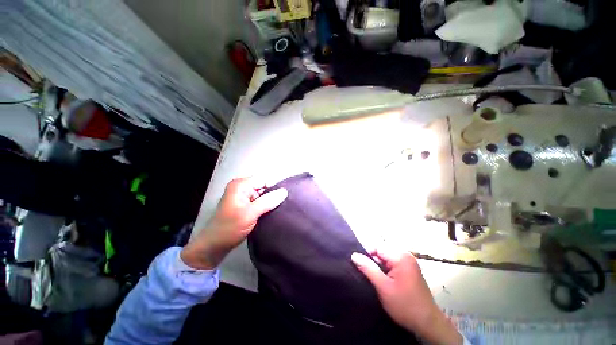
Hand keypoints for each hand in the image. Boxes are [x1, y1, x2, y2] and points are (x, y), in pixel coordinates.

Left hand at [181, 177, 287, 269]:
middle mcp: (242, 187)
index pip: (264, 179)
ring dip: (270, 201)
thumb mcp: (250, 214)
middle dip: (273, 194)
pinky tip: (272, 212)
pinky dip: (266, 206)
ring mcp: (243, 196)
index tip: (284, 198)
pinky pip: (260, 201)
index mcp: (240, 185)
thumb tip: (285, 191)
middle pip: (264, 186)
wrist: (214, 246)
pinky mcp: (246, 205)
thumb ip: (268, 201)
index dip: (274, 187)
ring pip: (263, 194)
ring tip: (280, 209)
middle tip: (283, 204)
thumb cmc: (229, 228)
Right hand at [351, 250, 461, 344]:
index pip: (377, 247)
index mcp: (401, 256)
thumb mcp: (383, 287)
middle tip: (370, 275)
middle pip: (382, 251)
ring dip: (379, 265)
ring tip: (376, 278)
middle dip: (373, 261)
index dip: (367, 255)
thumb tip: (354, 255)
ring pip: (386, 257)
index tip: (362, 268)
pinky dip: (386, 269)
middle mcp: (406, 255)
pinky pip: (393, 263)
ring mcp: (409, 262)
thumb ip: (368, 268)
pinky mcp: (410, 269)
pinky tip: (385, 279)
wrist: (428, 323)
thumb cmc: (405, 305)